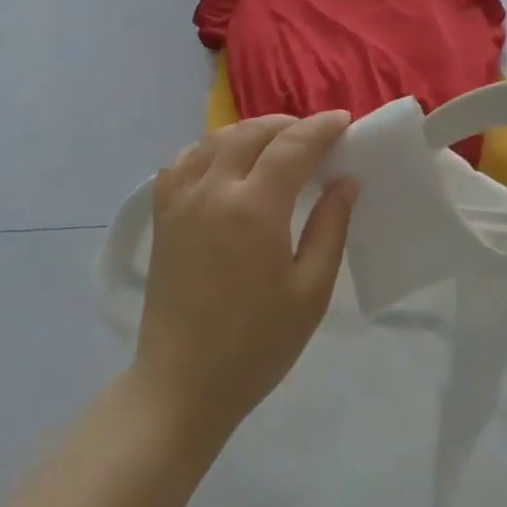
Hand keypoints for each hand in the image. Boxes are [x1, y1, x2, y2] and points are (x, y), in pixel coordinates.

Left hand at [133, 112, 358, 445]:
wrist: (182, 385)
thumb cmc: (255, 346)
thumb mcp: (310, 292)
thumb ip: (330, 228)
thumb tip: (344, 182)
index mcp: (254, 209)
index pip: (292, 146)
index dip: (321, 128)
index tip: (344, 121)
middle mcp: (213, 191)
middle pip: (252, 132)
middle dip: (288, 125)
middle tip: (314, 136)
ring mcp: (181, 200)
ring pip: (216, 139)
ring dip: (250, 131)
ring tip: (275, 144)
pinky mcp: (162, 215)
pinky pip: (184, 161)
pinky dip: (210, 148)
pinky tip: (225, 162)